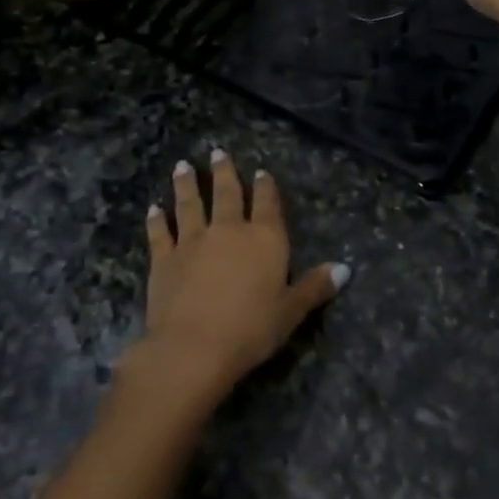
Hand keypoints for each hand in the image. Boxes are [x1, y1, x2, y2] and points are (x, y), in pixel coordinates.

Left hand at [139, 150, 346, 399]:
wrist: (194, 347)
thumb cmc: (251, 330)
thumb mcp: (290, 311)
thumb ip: (314, 287)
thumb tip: (345, 268)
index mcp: (264, 239)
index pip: (267, 204)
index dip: (265, 186)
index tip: (261, 171)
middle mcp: (228, 230)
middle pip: (227, 194)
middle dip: (223, 172)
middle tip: (217, 152)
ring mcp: (192, 241)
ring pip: (190, 204)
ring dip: (186, 185)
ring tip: (182, 166)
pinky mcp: (164, 258)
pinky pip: (160, 233)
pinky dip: (157, 219)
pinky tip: (154, 208)